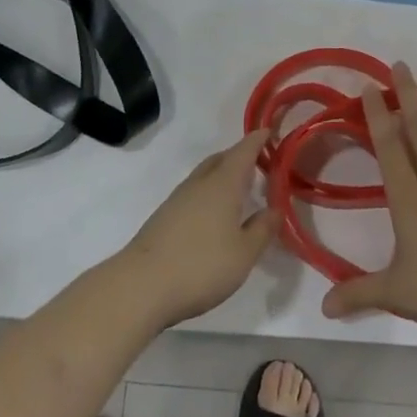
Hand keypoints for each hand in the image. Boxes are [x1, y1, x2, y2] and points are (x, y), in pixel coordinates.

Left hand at [112, 128, 280, 329]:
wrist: (141, 286)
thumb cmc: (201, 265)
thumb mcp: (244, 253)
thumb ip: (262, 229)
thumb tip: (275, 209)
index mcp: (223, 183)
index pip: (244, 151)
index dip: (258, 139)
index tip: (269, 130)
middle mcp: (200, 183)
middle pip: (222, 159)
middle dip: (240, 156)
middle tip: (259, 163)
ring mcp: (178, 198)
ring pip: (205, 175)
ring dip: (223, 175)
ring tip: (240, 190)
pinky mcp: (164, 216)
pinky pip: (194, 192)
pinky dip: (209, 193)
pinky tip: (214, 215)